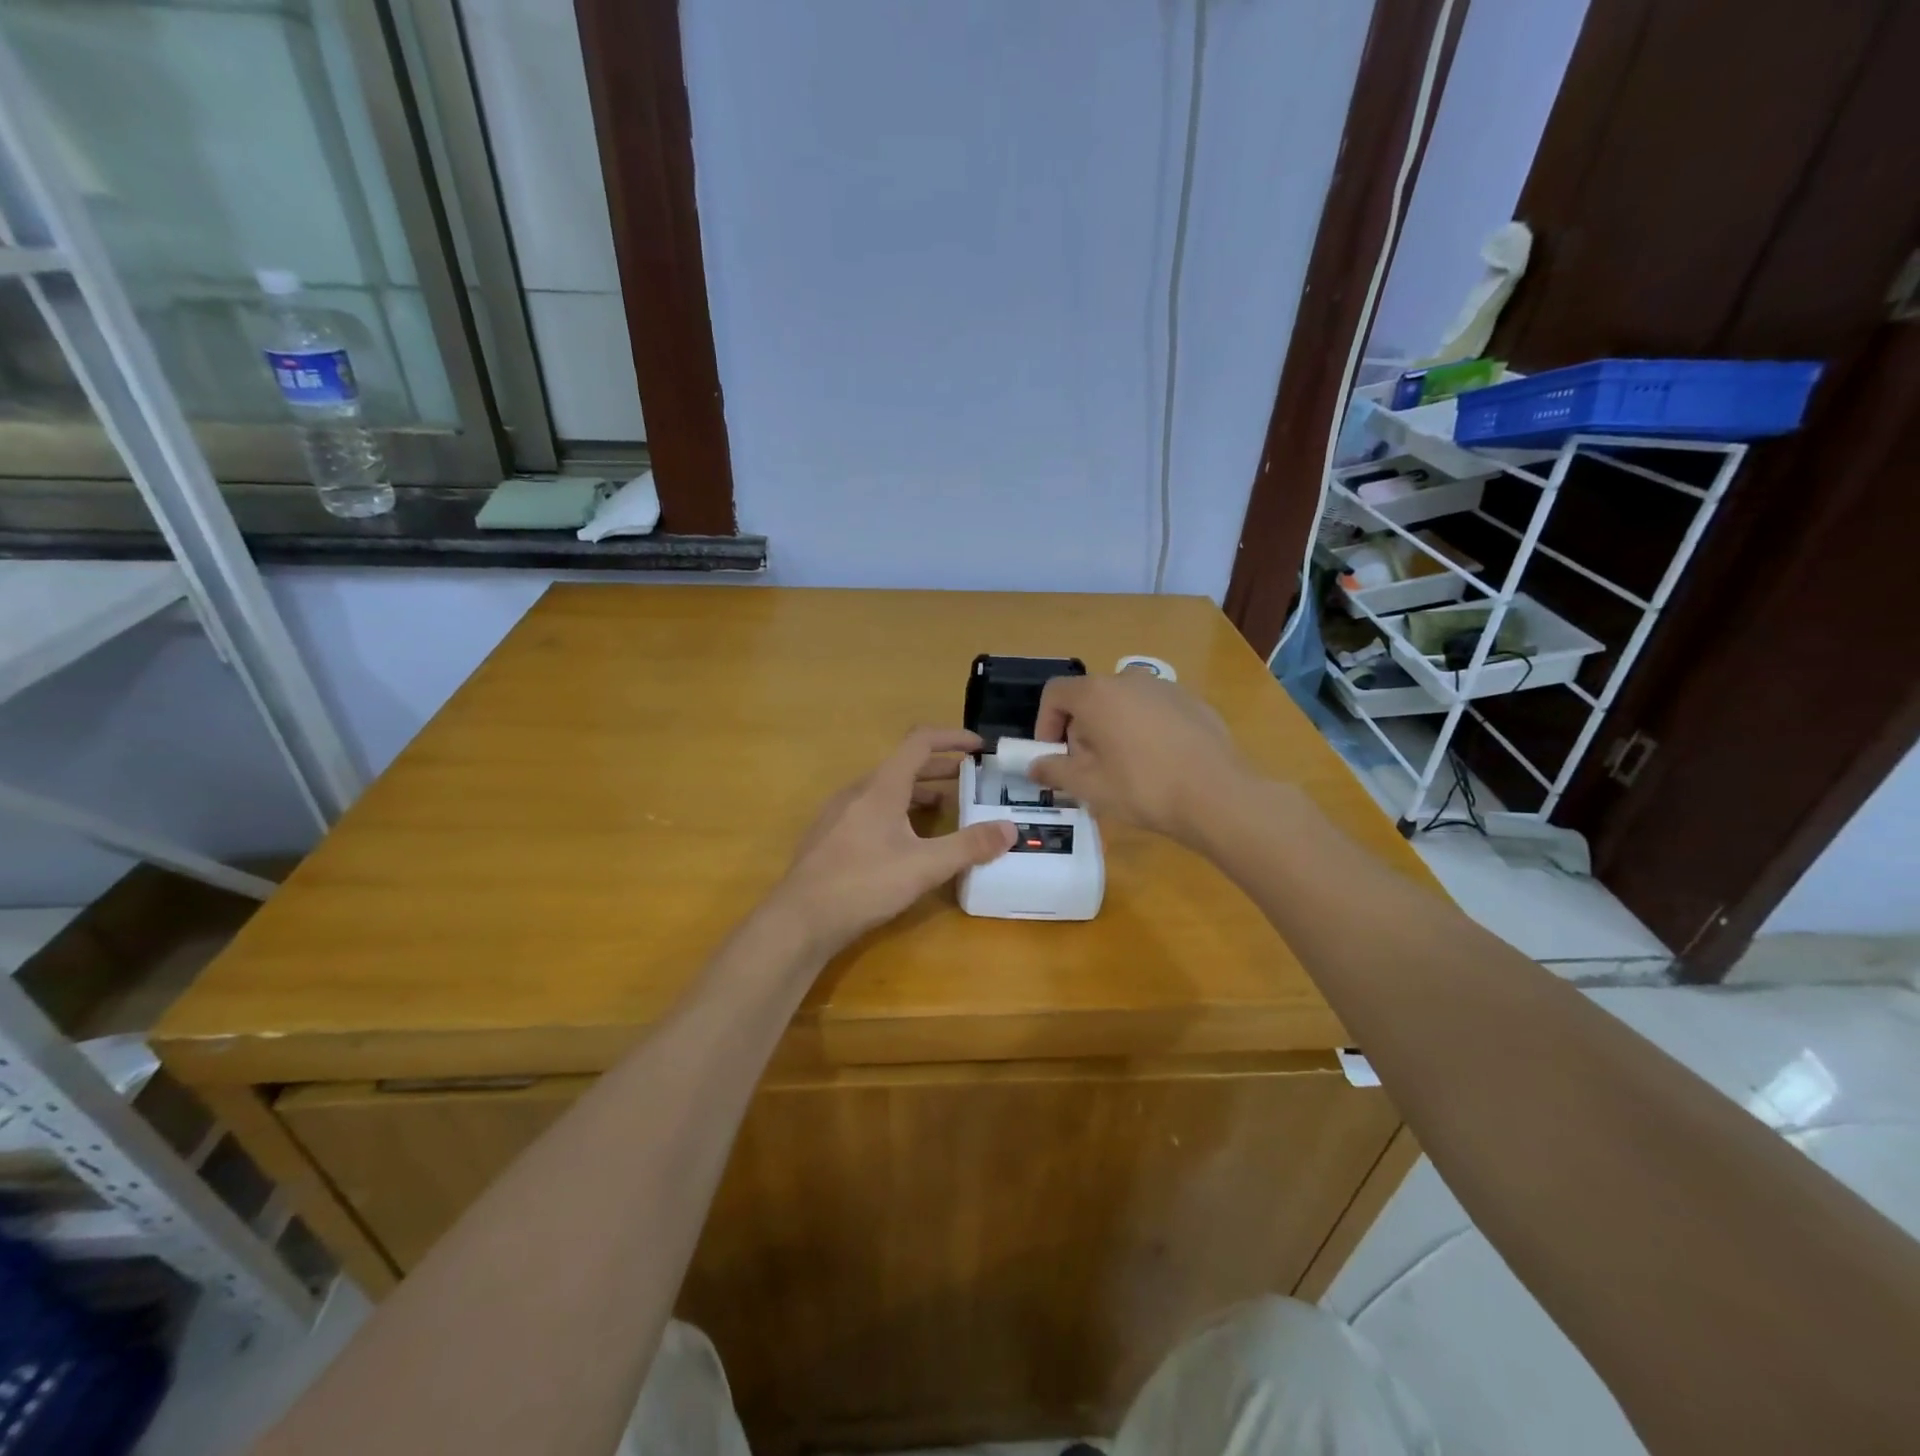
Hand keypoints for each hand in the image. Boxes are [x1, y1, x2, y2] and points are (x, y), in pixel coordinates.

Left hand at [774, 727, 1015, 954]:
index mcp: (882, 787)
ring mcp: (840, 813)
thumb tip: (1010, 829)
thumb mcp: (924, 866)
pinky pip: (871, 809)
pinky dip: (898, 812)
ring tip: (946, 810)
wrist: (800, 919)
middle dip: (941, 768)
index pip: (920, 742)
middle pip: (904, 766)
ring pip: (886, 790)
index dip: (952, 738)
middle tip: (972, 780)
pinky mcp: (830, 836)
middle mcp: (859, 791)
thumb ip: (969, 846)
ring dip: (919, 793)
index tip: (979, 746)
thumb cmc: (863, 884)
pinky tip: (907, 841)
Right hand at [1028, 672, 1247, 843]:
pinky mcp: (1192, 702)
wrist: (1218, 795)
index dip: (1045, 723)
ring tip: (1123, 769)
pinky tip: (1158, 764)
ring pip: (1123, 703)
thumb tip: (1034, 765)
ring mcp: (1165, 688)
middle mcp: (1129, 679)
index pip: (1055, 693)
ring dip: (1112, 729)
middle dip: (1080, 730)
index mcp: (1097, 694)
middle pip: (1089, 698)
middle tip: (1087, 769)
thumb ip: (1054, 770)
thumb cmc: (1143, 788)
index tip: (1052, 755)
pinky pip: (1153, 711)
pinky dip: (1144, 729)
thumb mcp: (1088, 786)